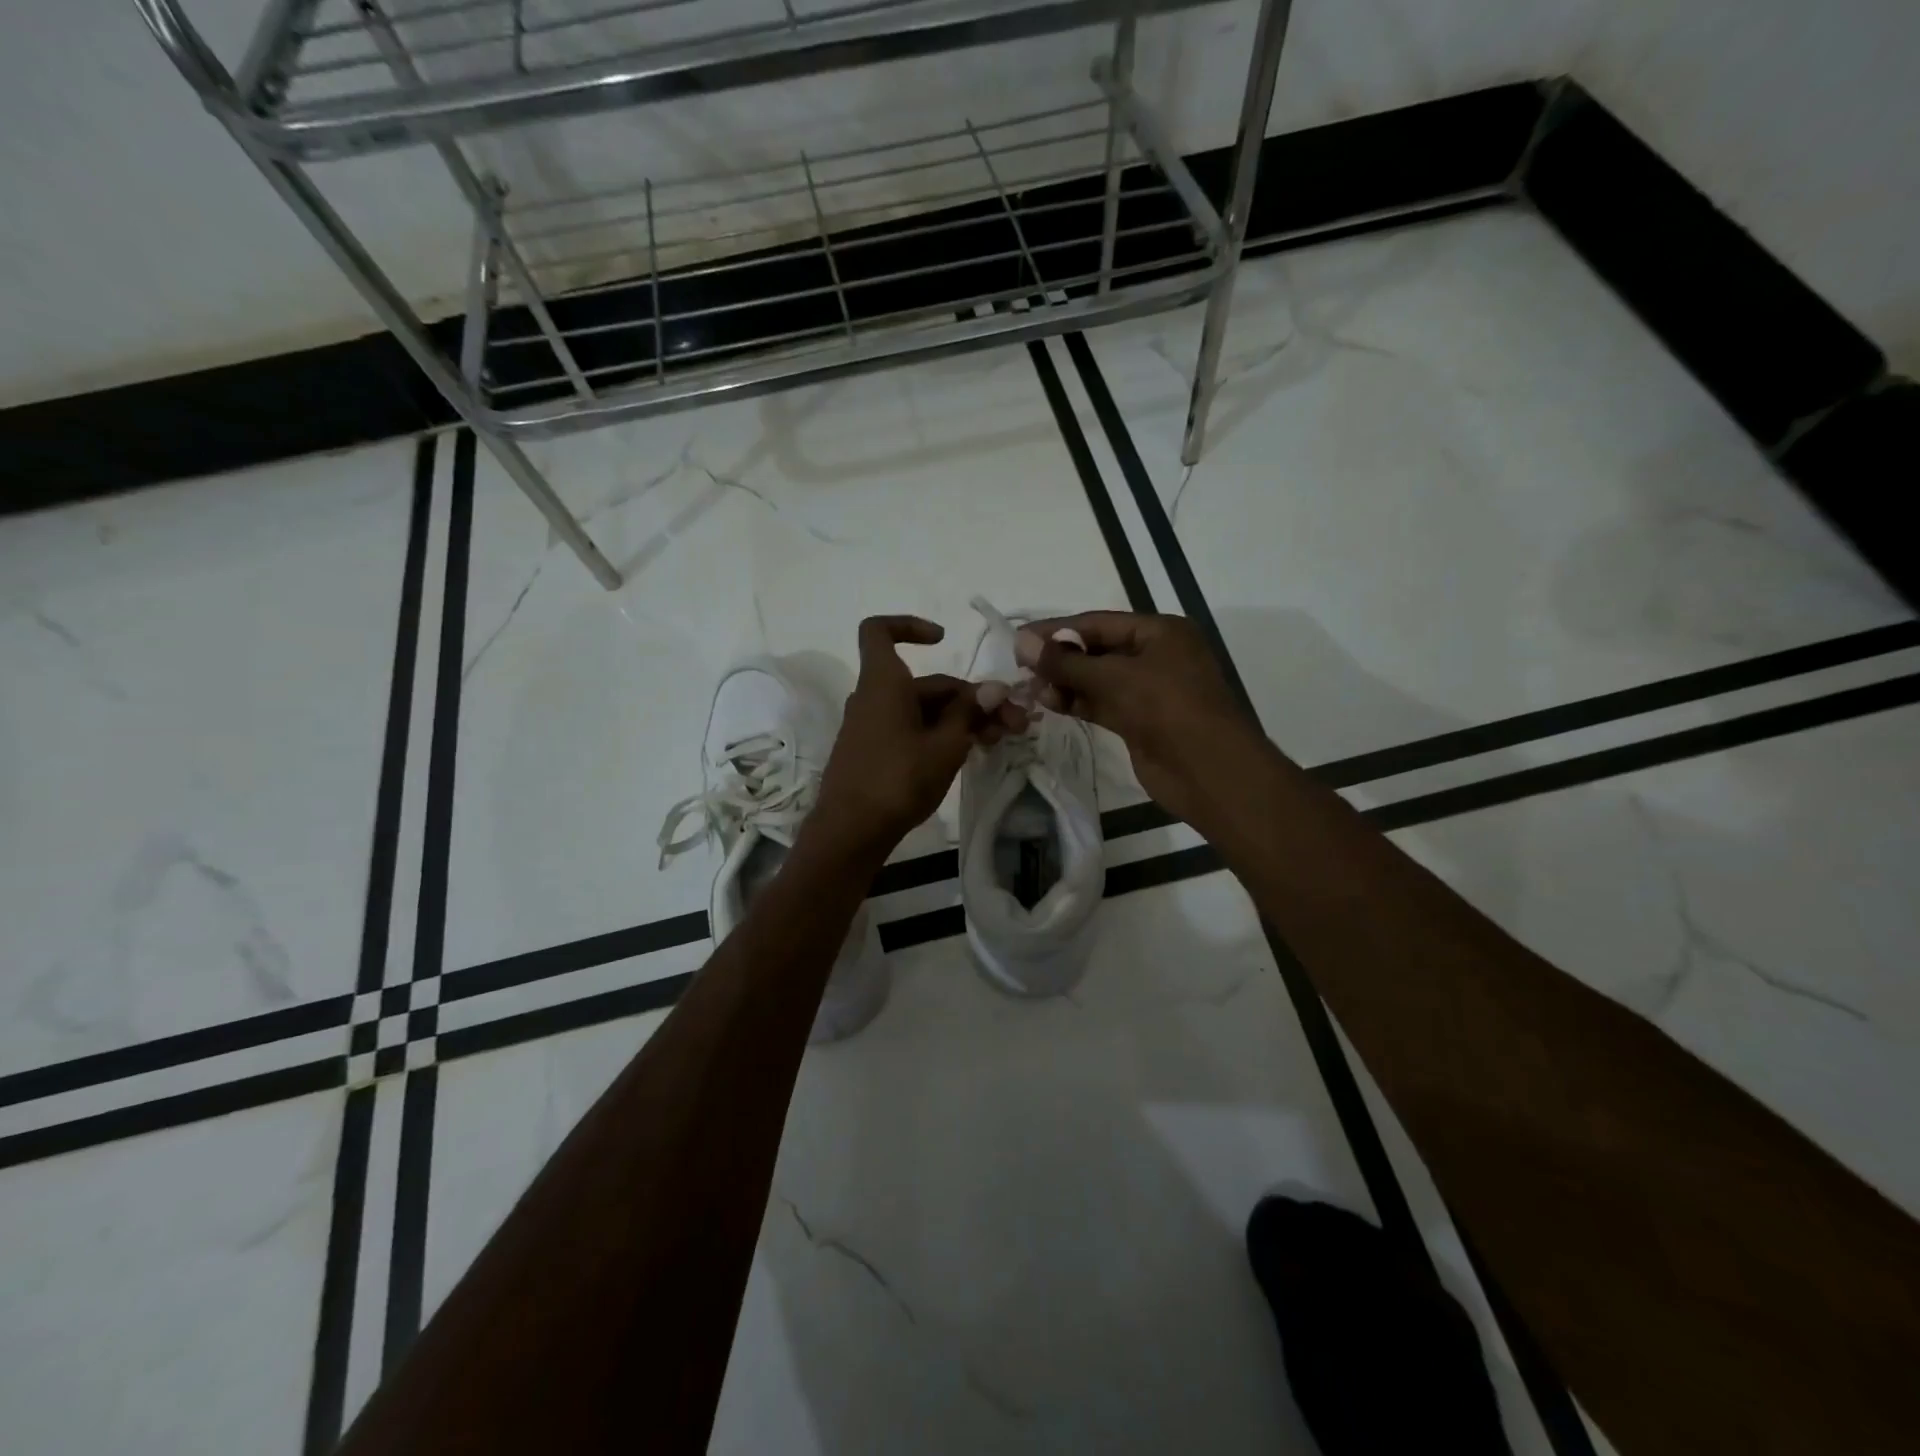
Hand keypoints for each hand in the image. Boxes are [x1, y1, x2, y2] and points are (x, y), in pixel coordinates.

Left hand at [811, 616, 1023, 860]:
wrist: (850, 832)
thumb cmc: (898, 779)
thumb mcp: (945, 746)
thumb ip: (969, 713)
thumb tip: (994, 688)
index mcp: (883, 683)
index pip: (879, 631)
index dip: (909, 626)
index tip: (943, 640)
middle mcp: (874, 698)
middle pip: (925, 683)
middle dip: (971, 698)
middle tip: (1014, 722)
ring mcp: (872, 727)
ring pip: (923, 711)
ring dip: (962, 719)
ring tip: (1000, 741)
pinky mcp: (875, 753)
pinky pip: (911, 730)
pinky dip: (940, 735)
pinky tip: (971, 753)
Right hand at [1019, 611, 1273, 830]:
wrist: (1209, 771)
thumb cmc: (1168, 708)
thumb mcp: (1115, 678)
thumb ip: (1066, 662)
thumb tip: (1020, 642)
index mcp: (1160, 632)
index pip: (1097, 623)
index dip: (1056, 629)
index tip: (1019, 639)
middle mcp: (1156, 655)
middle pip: (1097, 650)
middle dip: (1059, 658)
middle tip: (1019, 667)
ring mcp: (1149, 690)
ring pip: (1097, 679)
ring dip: (1064, 682)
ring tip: (1029, 688)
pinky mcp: (1140, 721)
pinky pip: (1102, 703)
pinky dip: (1077, 702)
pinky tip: (1048, 703)